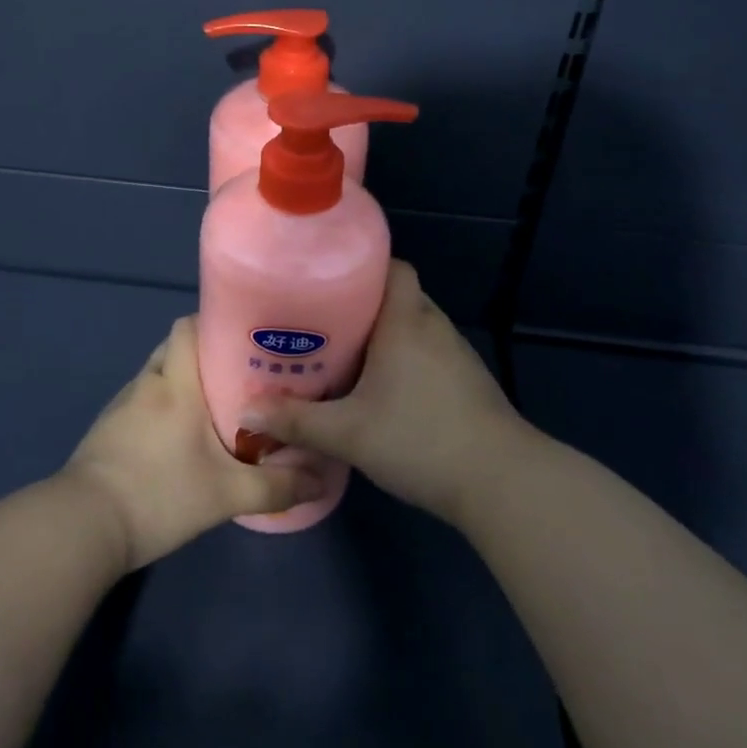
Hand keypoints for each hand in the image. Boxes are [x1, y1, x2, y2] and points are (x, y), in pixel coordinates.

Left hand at [64, 316, 324, 571]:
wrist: (83, 527)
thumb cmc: (159, 494)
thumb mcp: (225, 495)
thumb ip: (276, 488)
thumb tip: (321, 482)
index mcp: (175, 383)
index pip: (188, 326)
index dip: (214, 323)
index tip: (245, 336)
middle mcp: (147, 383)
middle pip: (175, 347)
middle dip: (205, 355)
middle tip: (240, 375)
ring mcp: (122, 405)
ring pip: (158, 376)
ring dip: (183, 383)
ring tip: (217, 406)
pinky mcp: (107, 430)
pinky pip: (142, 402)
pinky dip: (162, 407)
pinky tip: (180, 438)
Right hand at [238, 261, 523, 526]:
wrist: (501, 481)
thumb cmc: (420, 439)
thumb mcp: (348, 433)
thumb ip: (297, 421)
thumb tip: (245, 414)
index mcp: (405, 320)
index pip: (392, 266)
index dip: (362, 266)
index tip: (327, 279)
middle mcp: (433, 325)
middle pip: (397, 294)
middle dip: (362, 303)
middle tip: (322, 321)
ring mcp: (455, 353)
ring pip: (413, 325)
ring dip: (385, 334)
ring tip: (345, 353)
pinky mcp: (467, 380)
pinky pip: (428, 351)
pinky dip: (405, 357)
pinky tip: (384, 388)